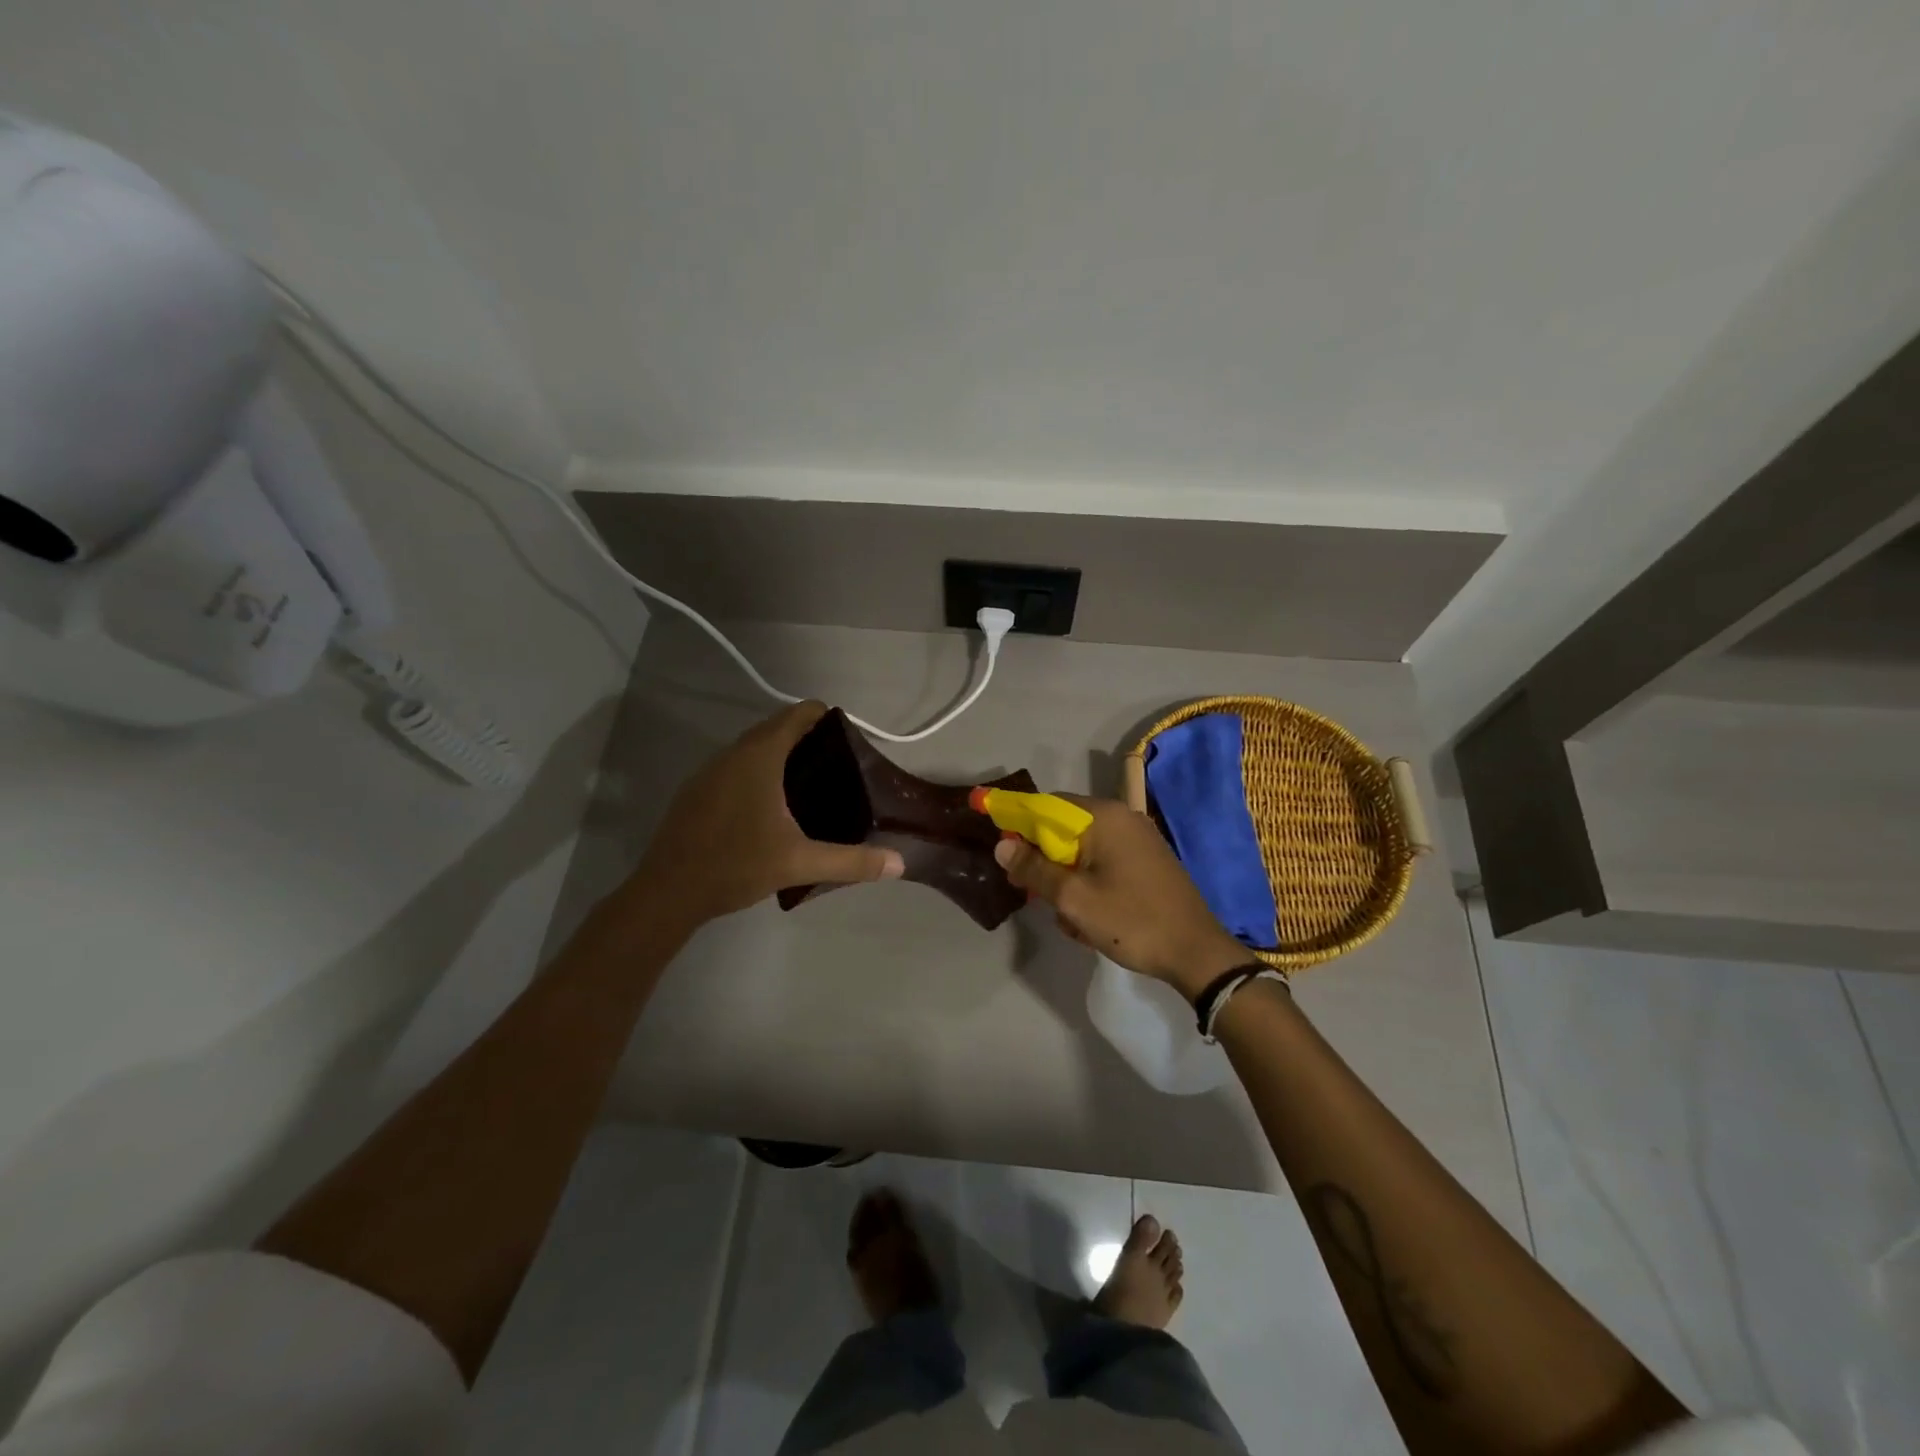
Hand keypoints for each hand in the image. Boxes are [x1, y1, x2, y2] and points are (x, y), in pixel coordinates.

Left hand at [626, 702, 903, 927]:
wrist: (667, 892)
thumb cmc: (736, 865)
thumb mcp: (799, 863)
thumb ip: (851, 861)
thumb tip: (899, 863)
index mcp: (760, 756)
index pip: (799, 714)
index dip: (828, 719)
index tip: (851, 742)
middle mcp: (733, 753)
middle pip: (777, 728)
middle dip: (809, 739)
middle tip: (839, 768)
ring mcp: (710, 771)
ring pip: (754, 748)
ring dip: (782, 755)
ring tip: (811, 786)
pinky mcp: (697, 790)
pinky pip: (736, 766)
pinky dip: (759, 772)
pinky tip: (771, 807)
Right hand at [994, 795, 1249, 997]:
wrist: (1196, 954)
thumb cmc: (1131, 921)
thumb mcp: (1073, 899)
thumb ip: (1034, 869)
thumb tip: (1002, 846)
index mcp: (1104, 817)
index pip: (1046, 805)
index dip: (1018, 823)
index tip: (1003, 850)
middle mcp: (1122, 818)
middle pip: (1064, 828)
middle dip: (1043, 859)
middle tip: (1029, 891)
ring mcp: (1138, 839)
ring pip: (1083, 850)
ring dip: (1066, 879)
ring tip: (1067, 918)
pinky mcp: (1148, 861)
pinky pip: (1104, 863)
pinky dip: (1089, 884)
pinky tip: (1090, 920)